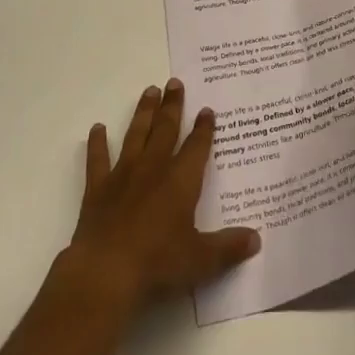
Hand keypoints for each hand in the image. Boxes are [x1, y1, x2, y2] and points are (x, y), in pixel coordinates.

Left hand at [68, 79, 261, 311]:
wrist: (106, 272)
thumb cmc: (158, 263)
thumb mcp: (201, 260)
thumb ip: (228, 247)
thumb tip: (257, 239)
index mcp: (181, 181)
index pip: (196, 147)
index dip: (203, 128)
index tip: (206, 109)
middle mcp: (154, 168)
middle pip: (166, 129)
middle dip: (173, 105)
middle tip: (174, 82)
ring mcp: (124, 175)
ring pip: (136, 134)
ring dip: (143, 112)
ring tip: (149, 91)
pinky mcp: (98, 188)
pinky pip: (98, 159)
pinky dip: (97, 143)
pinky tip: (97, 128)